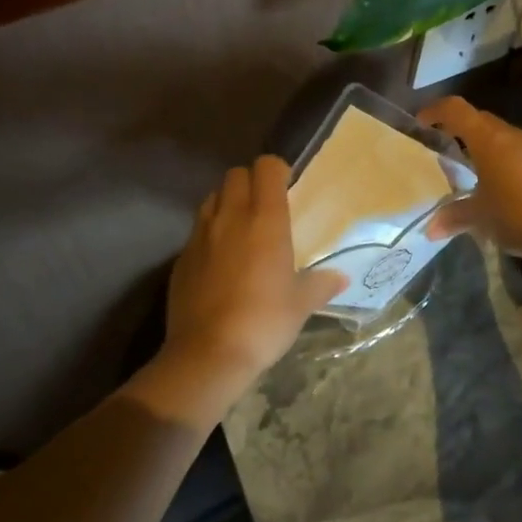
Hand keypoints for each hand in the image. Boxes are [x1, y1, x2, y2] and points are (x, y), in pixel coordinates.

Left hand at [162, 156, 343, 393]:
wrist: (207, 354)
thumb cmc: (264, 322)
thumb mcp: (300, 305)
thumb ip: (321, 285)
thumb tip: (341, 278)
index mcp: (265, 220)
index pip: (266, 167)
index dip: (277, 170)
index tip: (287, 186)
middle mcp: (230, 217)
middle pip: (235, 174)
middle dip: (251, 182)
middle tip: (265, 206)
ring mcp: (200, 235)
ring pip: (212, 198)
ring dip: (227, 203)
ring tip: (240, 229)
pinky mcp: (181, 257)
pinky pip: (197, 230)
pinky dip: (209, 233)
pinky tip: (219, 261)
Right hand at [419, 98, 521, 262]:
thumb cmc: (518, 214)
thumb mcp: (480, 217)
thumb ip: (453, 217)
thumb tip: (430, 229)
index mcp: (488, 139)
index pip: (456, 109)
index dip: (435, 110)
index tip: (421, 122)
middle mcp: (510, 134)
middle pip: (478, 118)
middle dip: (458, 128)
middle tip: (441, 145)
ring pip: (498, 134)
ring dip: (480, 143)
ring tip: (467, 166)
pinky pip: (514, 149)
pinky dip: (498, 157)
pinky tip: (495, 182)